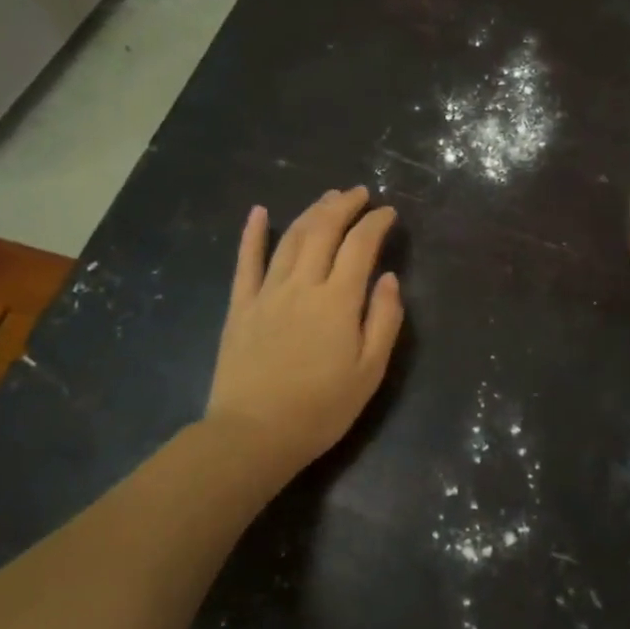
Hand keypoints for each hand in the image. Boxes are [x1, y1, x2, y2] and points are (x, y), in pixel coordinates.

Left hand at [204, 187, 403, 470]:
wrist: (254, 435)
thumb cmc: (321, 408)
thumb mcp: (369, 372)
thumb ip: (384, 320)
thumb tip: (388, 278)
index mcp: (338, 301)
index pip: (360, 246)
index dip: (376, 223)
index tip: (388, 213)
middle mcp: (302, 285)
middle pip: (324, 231)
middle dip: (344, 206)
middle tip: (359, 193)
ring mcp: (267, 292)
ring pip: (291, 239)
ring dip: (312, 212)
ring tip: (328, 197)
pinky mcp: (240, 306)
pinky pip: (246, 262)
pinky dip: (253, 234)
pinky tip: (259, 212)